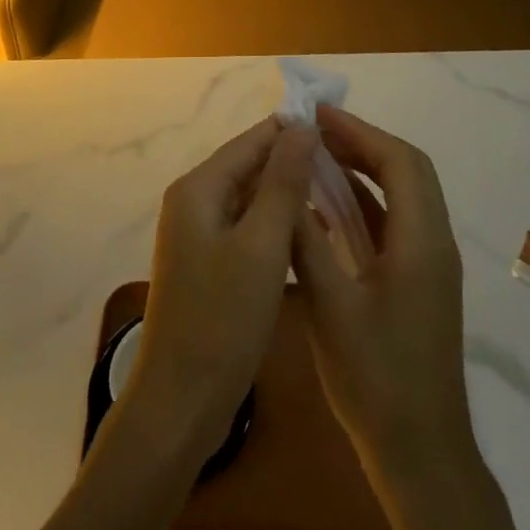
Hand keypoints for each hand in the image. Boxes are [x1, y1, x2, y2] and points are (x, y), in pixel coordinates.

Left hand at [124, 117, 314, 459]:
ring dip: (287, 194)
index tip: (341, 132)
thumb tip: (302, 126)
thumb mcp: (262, 246)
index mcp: (198, 188)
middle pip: (250, 165)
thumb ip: (283, 182)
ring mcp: (198, 233)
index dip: (294, 131)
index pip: (252, 140)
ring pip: (250, 197)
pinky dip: (275, 223)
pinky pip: (247, 226)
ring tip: (338, 193)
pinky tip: (309, 231)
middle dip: (293, 162)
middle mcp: (193, 201)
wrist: (181, 402)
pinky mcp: (209, 262)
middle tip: (347, 167)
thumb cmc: (223, 320)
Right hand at [292, 105, 472, 486]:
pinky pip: (393, 224)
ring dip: (363, 171)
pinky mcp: (418, 283)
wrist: (421, 455)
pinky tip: (326, 209)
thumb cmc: (376, 380)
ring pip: (401, 196)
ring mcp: (429, 265)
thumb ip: (306, 242)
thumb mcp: (330, 307)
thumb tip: (284, 186)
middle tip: (314, 131)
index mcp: (422, 242)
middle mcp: (434, 243)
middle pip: (406, 171)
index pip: (399, 162)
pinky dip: (364, 204)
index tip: (317, 115)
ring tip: (316, 157)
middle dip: (361, 142)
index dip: (359, 131)